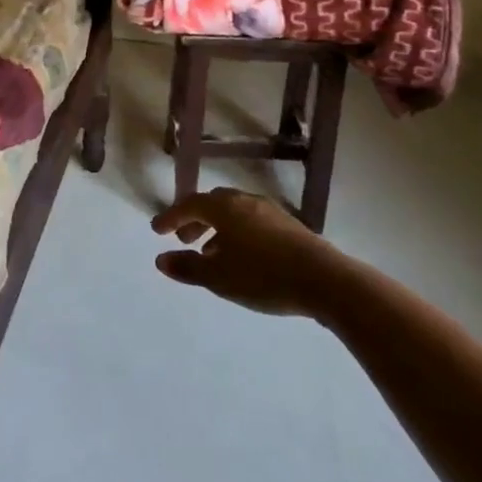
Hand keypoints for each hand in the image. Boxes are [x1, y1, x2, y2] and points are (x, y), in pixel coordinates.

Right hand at [152, 188, 352, 319]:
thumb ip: (187, 267)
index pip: (189, 204)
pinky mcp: (288, 225)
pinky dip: (238, 233)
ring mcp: (269, 211)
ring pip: (234, 213)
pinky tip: (243, 257)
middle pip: (212, 204)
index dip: (171, 217)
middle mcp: (244, 201)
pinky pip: (252, 222)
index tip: (157, 230)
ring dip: (217, 229)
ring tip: (211, 252)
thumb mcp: (219, 278)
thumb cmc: (263, 276)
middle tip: (183, 239)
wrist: (324, 280)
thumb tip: (160, 259)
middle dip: (195, 220)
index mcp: (224, 207)